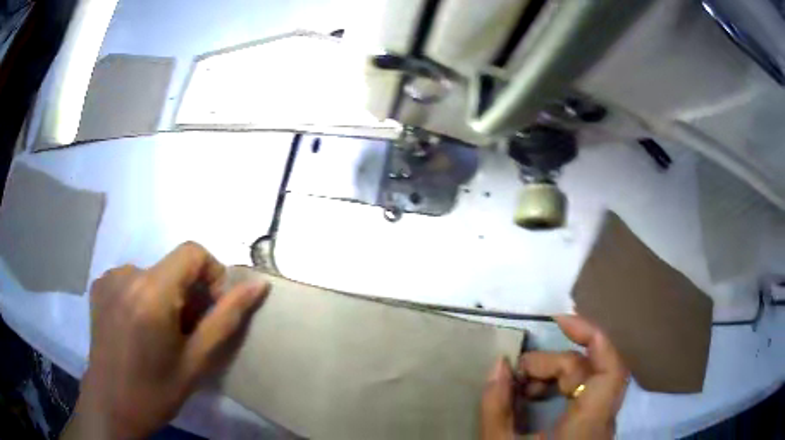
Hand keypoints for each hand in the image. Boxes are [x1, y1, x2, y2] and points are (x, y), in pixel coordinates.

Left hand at [63, 242, 268, 438]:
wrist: (112, 404)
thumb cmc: (157, 390)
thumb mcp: (198, 361)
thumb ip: (227, 318)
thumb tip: (258, 285)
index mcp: (151, 293)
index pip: (193, 252)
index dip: (211, 274)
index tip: (209, 310)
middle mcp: (126, 274)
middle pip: (172, 265)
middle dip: (188, 293)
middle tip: (185, 333)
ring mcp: (109, 277)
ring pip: (153, 273)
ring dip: (165, 296)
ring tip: (160, 335)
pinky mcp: (99, 285)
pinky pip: (132, 279)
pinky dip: (143, 296)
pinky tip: (138, 328)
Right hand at [481, 315, 628, 439]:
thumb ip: (497, 406)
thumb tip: (497, 365)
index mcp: (589, 423)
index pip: (611, 367)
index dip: (593, 335)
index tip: (559, 320)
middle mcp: (603, 418)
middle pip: (591, 370)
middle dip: (553, 363)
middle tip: (516, 373)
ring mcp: (600, 422)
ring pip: (589, 379)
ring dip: (555, 375)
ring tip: (521, 387)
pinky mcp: (592, 425)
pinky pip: (584, 393)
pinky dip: (560, 387)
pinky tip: (534, 397)